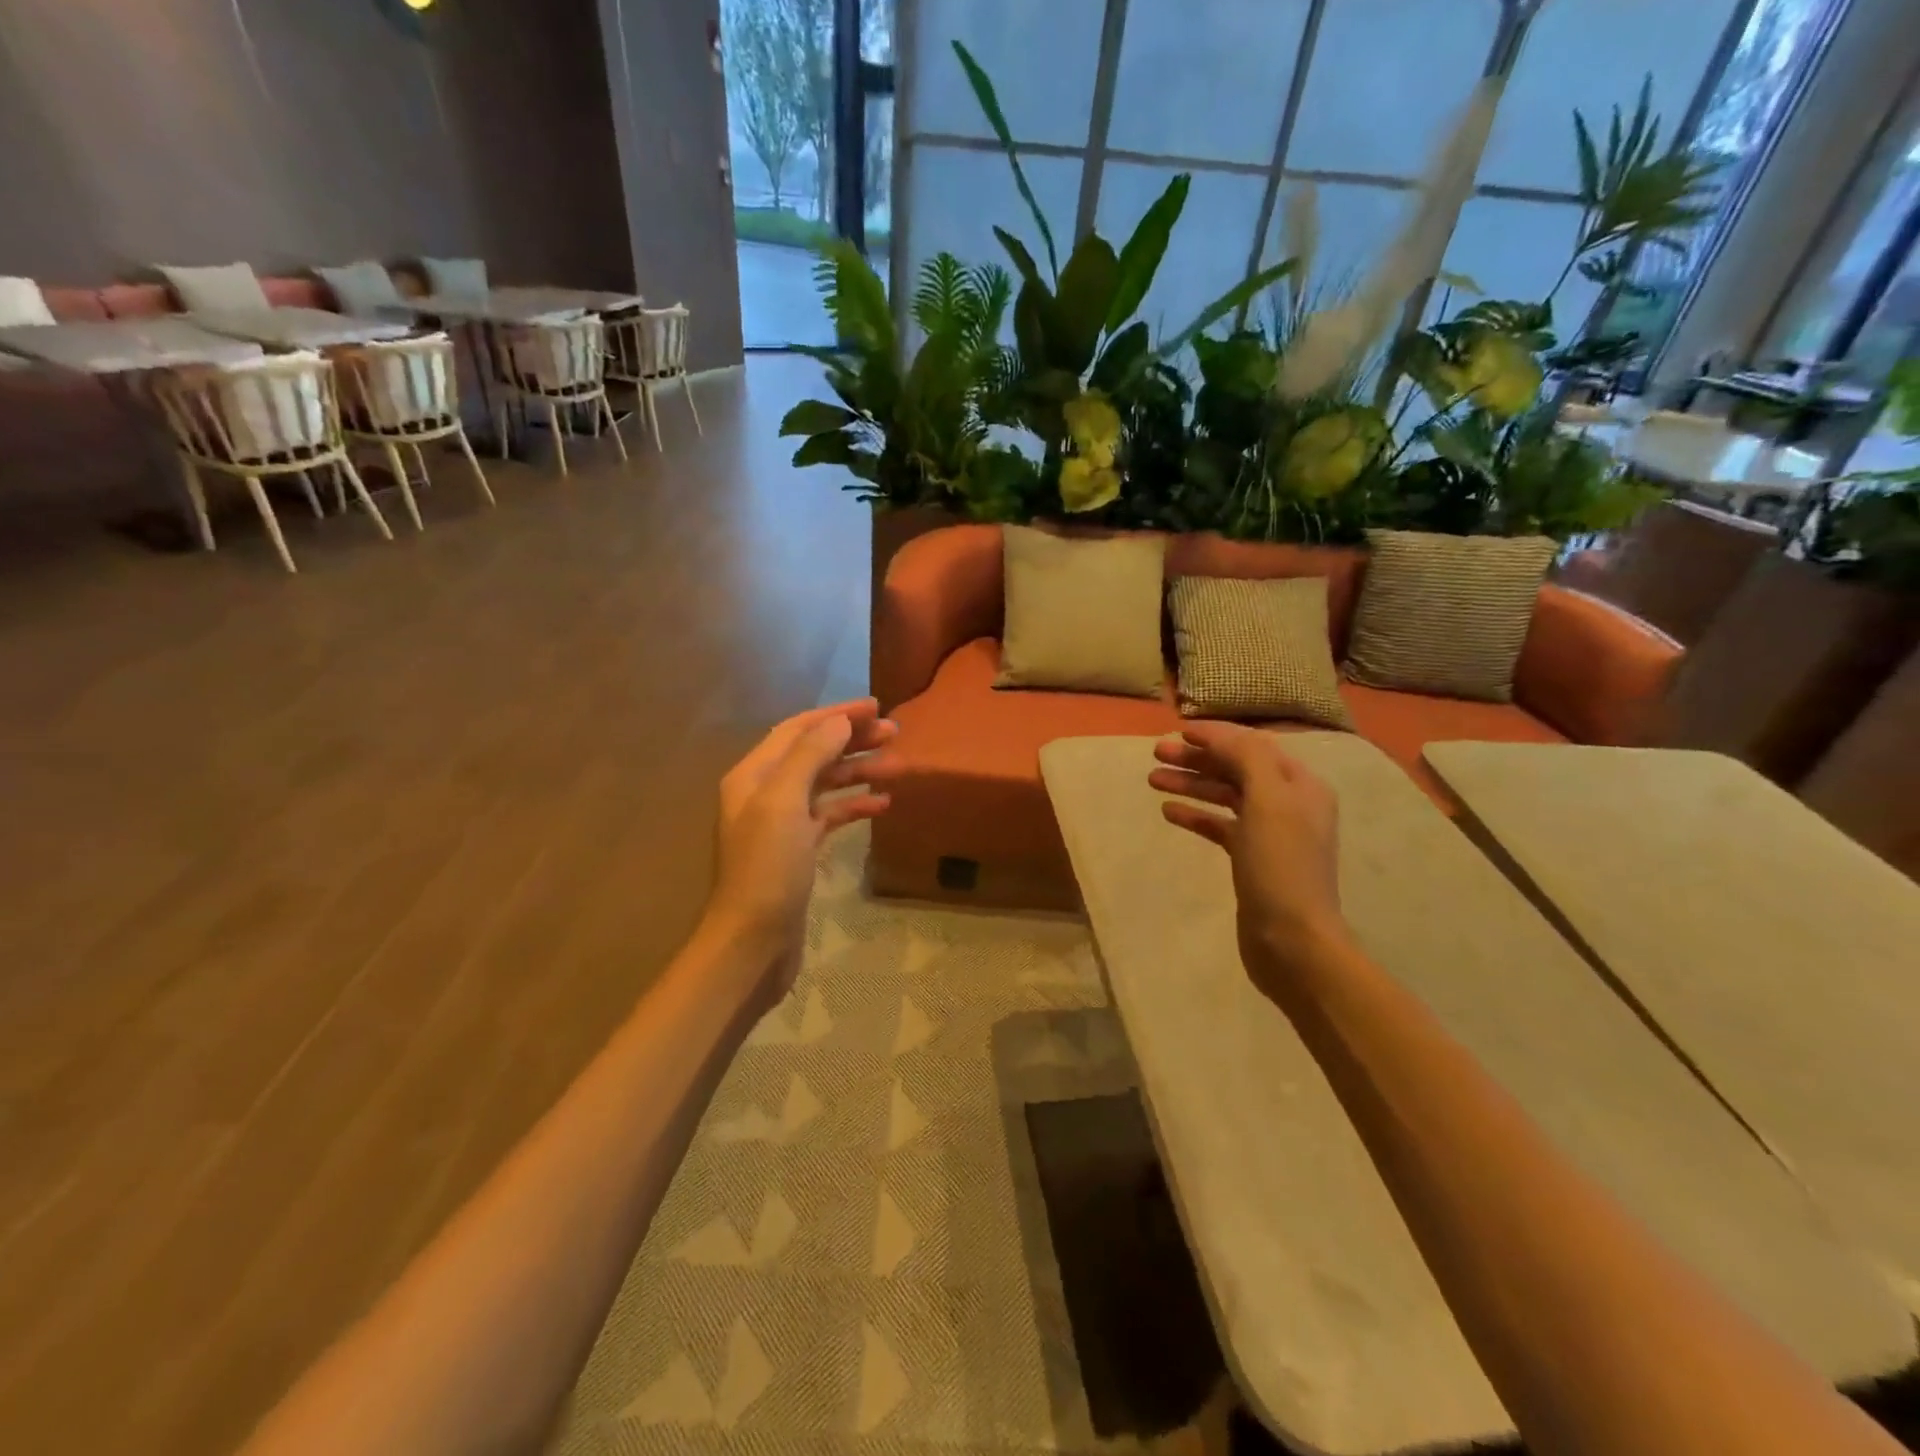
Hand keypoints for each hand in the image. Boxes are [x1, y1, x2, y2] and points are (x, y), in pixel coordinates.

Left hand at [707, 700, 895, 999]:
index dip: (837, 714)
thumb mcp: (784, 803)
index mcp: (754, 775)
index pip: (799, 730)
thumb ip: (811, 755)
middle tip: (896, 734)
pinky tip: (883, 804)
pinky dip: (855, 806)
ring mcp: (782, 823)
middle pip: (814, 753)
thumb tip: (840, 721)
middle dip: (853, 741)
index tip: (878, 707)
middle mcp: (765, 793)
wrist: (752, 942)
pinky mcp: (798, 851)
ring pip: (826, 784)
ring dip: (860, 772)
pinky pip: (830, 816)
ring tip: (899, 767)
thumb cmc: (767, 869)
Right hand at [1148, 724, 1356, 1001]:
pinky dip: (1196, 815)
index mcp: (1300, 785)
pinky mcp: (1251, 860)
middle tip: (1157, 753)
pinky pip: (1219, 826)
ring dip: (1191, 784)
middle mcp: (1288, 804)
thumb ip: (1247, 758)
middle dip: (1198, 758)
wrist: (1292, 940)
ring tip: (1152, 779)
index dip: (1217, 735)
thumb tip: (1220, 736)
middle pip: (1237, 768)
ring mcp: (1269, 833)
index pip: (1254, 746)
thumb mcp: (1268, 801)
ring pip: (1225, 796)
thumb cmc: (1280, 866)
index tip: (1179, 731)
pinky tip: (1169, 812)